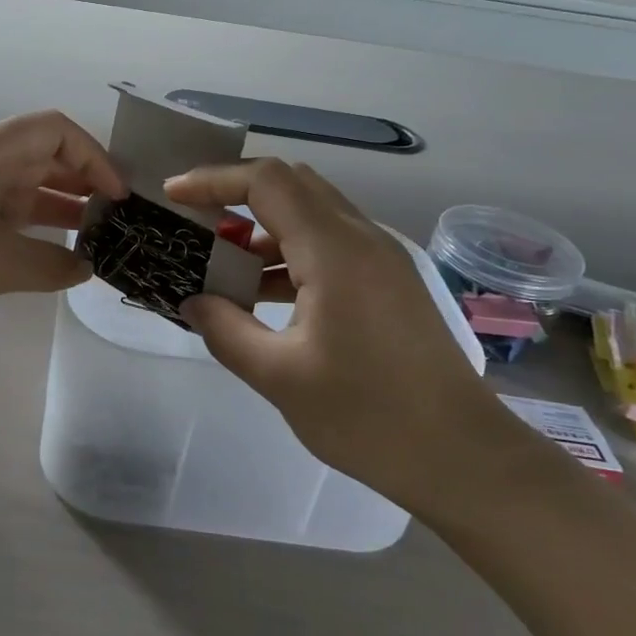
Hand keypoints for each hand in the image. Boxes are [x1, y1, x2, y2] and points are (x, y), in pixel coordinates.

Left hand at [0, 111, 126, 340]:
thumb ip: (51, 263)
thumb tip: (85, 267)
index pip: (55, 130)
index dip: (94, 156)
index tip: (118, 196)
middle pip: (43, 156)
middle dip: (84, 180)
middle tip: (119, 217)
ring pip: (27, 188)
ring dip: (63, 206)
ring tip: (100, 235)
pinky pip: (8, 216)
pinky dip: (36, 229)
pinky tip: (59, 253)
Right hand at [166, 160, 508, 512]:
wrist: (463, 456)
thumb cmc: (368, 416)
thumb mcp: (279, 377)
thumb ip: (225, 330)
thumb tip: (191, 302)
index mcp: (334, 250)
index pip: (266, 181)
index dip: (214, 180)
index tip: (172, 196)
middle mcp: (361, 237)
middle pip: (291, 183)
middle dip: (236, 193)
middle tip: (194, 220)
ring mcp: (380, 258)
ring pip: (311, 212)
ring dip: (262, 225)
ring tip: (220, 259)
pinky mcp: (388, 281)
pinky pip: (328, 243)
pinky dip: (288, 250)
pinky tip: (262, 292)